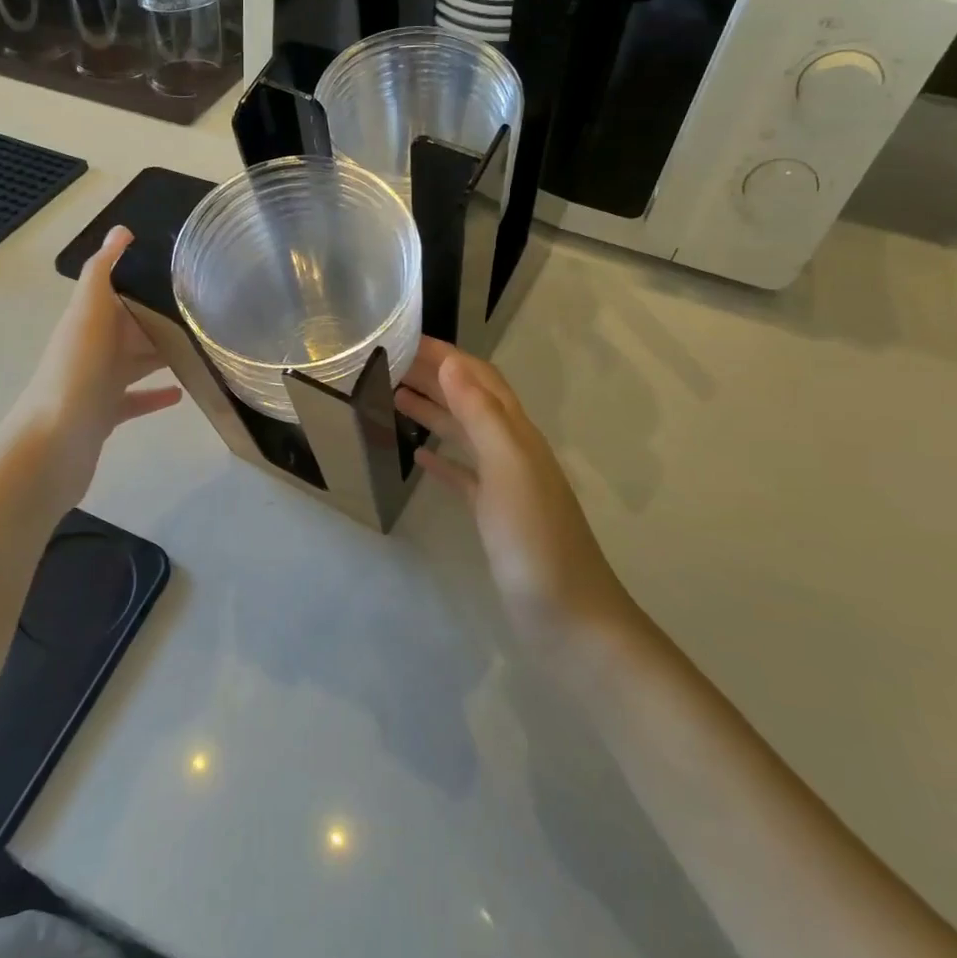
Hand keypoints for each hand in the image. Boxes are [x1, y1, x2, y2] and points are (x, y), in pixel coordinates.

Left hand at [7, 227, 180, 509]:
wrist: (53, 444)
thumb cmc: (75, 372)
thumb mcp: (88, 313)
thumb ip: (102, 273)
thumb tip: (121, 230)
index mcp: (87, 320)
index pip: (118, 292)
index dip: (145, 280)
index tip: (185, 272)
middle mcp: (91, 348)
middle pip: (131, 327)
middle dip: (161, 318)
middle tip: (206, 313)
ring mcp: (98, 383)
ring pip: (135, 362)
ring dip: (162, 354)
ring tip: (202, 349)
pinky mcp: (106, 414)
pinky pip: (135, 399)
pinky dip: (156, 395)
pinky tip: (182, 392)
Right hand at [396, 338, 633, 642]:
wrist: (568, 618)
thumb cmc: (535, 540)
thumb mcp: (508, 469)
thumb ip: (482, 415)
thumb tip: (452, 363)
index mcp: (516, 434)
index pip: (479, 378)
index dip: (445, 355)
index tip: (403, 338)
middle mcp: (511, 450)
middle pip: (470, 400)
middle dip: (435, 376)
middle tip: (388, 363)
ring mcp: (504, 484)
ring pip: (464, 434)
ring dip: (433, 410)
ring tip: (393, 396)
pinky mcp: (494, 515)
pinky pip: (464, 475)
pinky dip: (442, 458)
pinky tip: (418, 456)